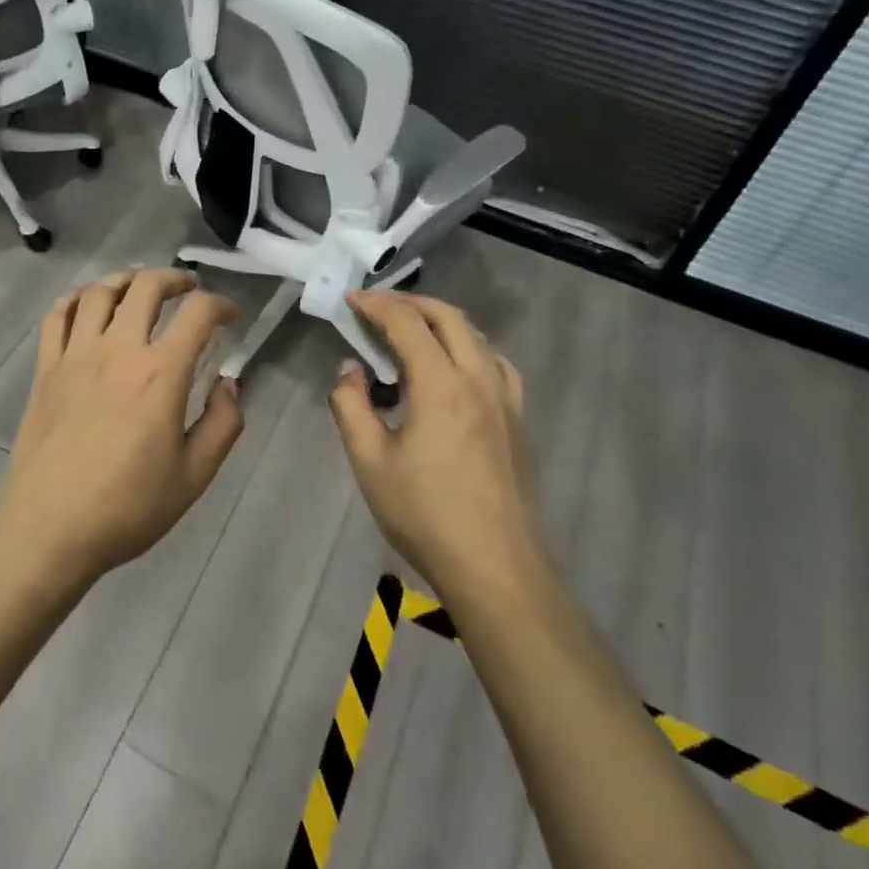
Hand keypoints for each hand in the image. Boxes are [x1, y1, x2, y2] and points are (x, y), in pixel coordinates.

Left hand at [0, 268, 242, 588]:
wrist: (50, 529)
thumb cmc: (128, 507)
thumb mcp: (194, 476)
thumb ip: (222, 425)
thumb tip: (230, 385)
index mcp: (160, 373)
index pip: (198, 314)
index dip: (221, 305)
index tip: (230, 316)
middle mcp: (119, 349)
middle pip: (146, 286)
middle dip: (174, 278)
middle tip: (188, 288)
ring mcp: (76, 354)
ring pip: (100, 291)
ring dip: (126, 280)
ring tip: (139, 288)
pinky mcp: (46, 368)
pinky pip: (58, 316)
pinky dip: (77, 300)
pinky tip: (88, 307)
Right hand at [329, 291, 545, 606]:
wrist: (495, 568)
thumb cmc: (425, 514)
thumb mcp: (369, 462)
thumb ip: (352, 407)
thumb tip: (350, 371)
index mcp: (441, 384)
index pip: (407, 323)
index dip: (376, 305)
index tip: (351, 300)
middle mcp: (478, 379)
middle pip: (448, 317)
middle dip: (410, 303)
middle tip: (379, 308)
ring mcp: (506, 400)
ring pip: (477, 337)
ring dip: (442, 321)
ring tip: (413, 332)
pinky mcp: (519, 421)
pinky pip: (496, 364)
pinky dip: (470, 348)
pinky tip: (457, 370)